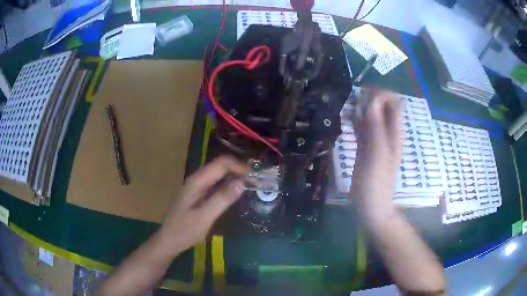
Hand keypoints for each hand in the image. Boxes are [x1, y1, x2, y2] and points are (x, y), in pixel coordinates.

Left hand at [158, 156, 247, 252]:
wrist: (169, 240)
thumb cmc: (185, 230)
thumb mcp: (204, 217)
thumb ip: (222, 199)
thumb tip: (241, 182)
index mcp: (197, 182)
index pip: (221, 163)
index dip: (238, 166)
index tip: (254, 176)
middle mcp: (196, 180)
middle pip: (219, 166)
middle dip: (237, 169)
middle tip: (255, 180)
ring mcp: (196, 187)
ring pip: (217, 174)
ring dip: (233, 176)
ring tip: (249, 184)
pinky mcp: (197, 194)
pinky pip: (215, 183)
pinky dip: (227, 184)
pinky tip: (234, 192)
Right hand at [350, 92, 402, 214]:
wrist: (370, 207)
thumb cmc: (376, 183)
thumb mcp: (377, 153)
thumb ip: (376, 126)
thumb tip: (372, 99)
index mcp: (394, 132)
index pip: (394, 103)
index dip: (381, 95)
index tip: (365, 98)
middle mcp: (387, 133)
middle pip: (381, 108)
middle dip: (368, 101)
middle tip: (354, 106)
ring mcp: (375, 140)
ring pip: (370, 117)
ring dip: (360, 110)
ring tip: (348, 112)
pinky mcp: (364, 148)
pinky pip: (361, 129)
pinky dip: (355, 122)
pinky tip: (346, 120)